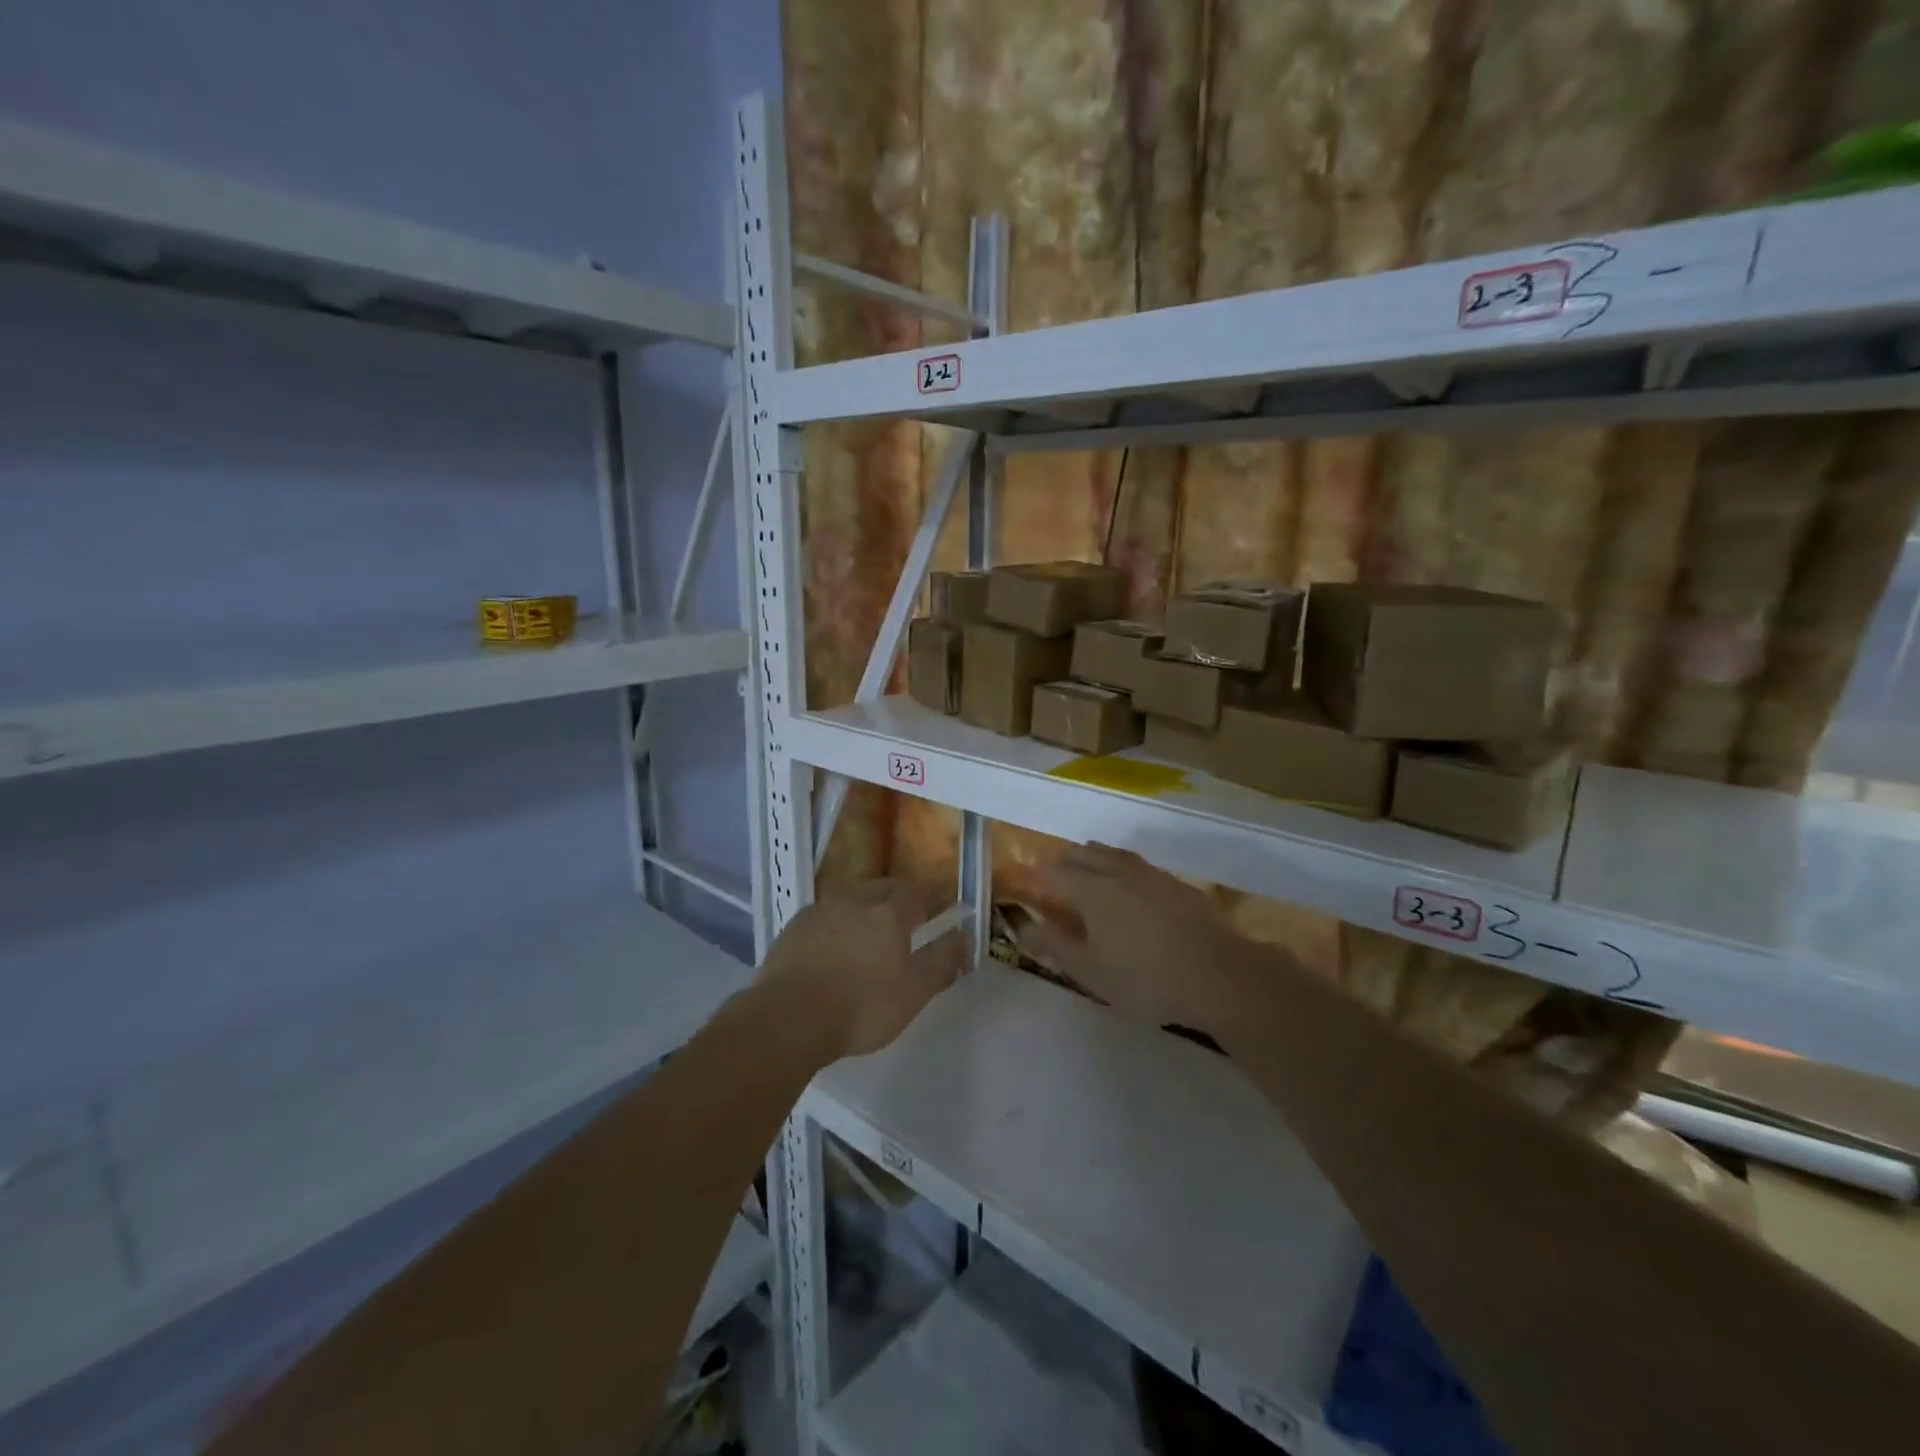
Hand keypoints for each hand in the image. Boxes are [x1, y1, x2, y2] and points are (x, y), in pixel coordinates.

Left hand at [759, 878, 965, 1060]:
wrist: (789, 1019)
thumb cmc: (863, 1006)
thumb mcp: (916, 991)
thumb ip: (942, 960)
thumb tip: (962, 936)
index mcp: (887, 911)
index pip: (911, 891)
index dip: (920, 904)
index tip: (923, 925)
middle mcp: (853, 900)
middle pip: (878, 889)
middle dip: (890, 904)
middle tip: (895, 935)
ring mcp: (818, 912)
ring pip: (846, 902)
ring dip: (858, 916)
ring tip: (859, 949)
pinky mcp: (791, 930)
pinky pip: (820, 920)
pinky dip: (830, 932)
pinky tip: (827, 959)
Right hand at [1023, 844, 1257, 1034]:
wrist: (1219, 975)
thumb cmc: (1145, 978)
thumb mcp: (1090, 971)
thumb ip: (1054, 945)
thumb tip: (1024, 926)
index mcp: (1092, 889)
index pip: (1054, 872)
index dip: (1037, 876)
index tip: (1026, 883)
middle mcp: (1118, 871)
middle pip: (1084, 855)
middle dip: (1064, 862)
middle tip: (1053, 877)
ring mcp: (1151, 874)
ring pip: (1113, 854)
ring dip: (1094, 859)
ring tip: (1087, 872)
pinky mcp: (1177, 885)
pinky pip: (1139, 866)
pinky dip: (1122, 869)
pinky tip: (1130, 888)